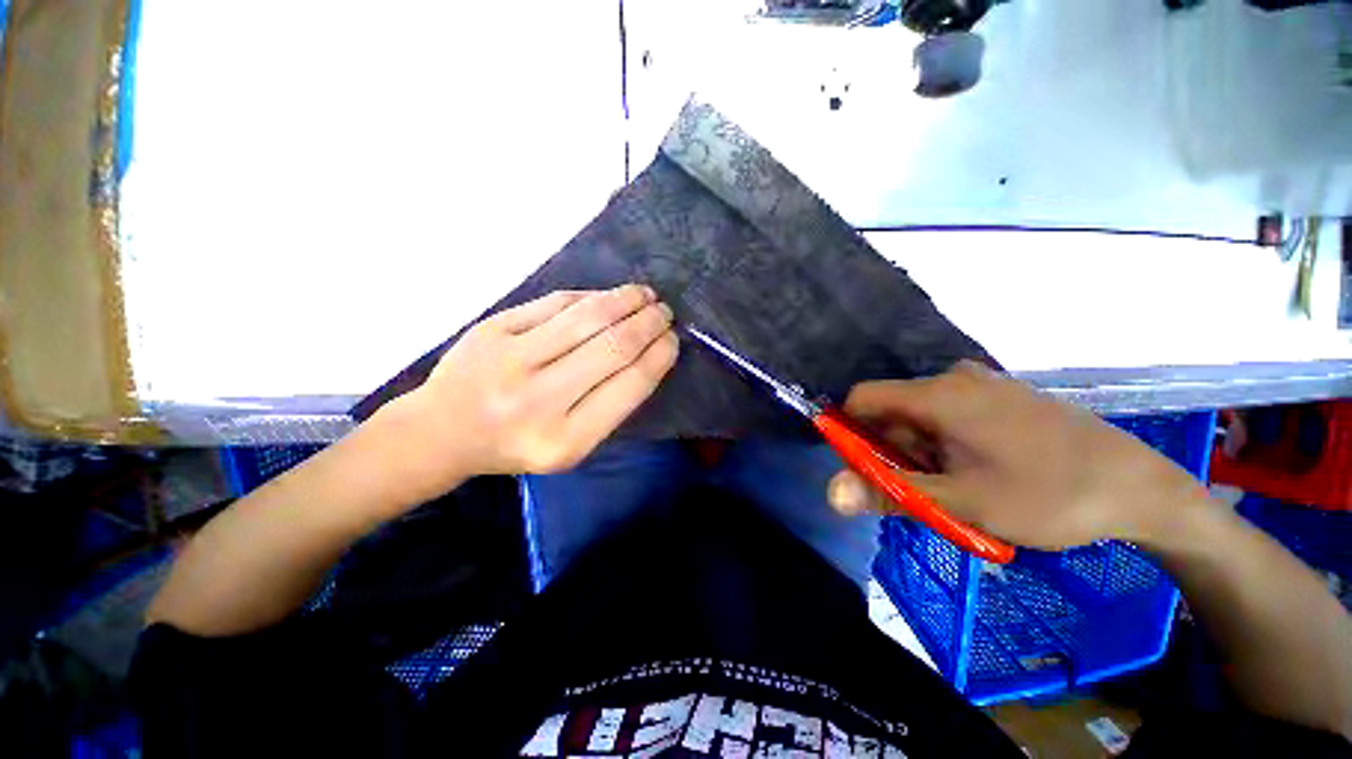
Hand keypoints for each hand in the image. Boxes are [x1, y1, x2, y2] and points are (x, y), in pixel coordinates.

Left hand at [384, 285, 677, 499]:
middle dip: (649, 324)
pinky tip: (609, 296)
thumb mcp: (571, 445)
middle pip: (613, 347)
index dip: (659, 357)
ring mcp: (511, 360)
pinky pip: (555, 304)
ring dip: (625, 300)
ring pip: (587, 317)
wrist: (443, 430)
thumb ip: (610, 405)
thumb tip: (648, 352)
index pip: (629, 386)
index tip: (673, 340)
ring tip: (646, 295)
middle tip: (665, 312)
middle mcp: (539, 400)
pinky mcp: (493, 329)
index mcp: (565, 440)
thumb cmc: (518, 443)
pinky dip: (591, 296)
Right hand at [826, 361, 1207, 549]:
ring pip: (920, 417)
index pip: (861, 399)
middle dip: (893, 451)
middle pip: (891, 411)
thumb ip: (889, 493)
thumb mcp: (961, 503)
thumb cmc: (1048, 495)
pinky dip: (945, 445)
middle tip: (925, 491)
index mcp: (937, 394)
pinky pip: (949, 415)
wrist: (1142, 488)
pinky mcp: (1002, 398)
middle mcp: (954, 378)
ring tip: (958, 488)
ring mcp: (982, 386)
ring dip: (921, 453)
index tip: (868, 470)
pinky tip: (979, 474)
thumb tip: (830, 493)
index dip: (850, 433)